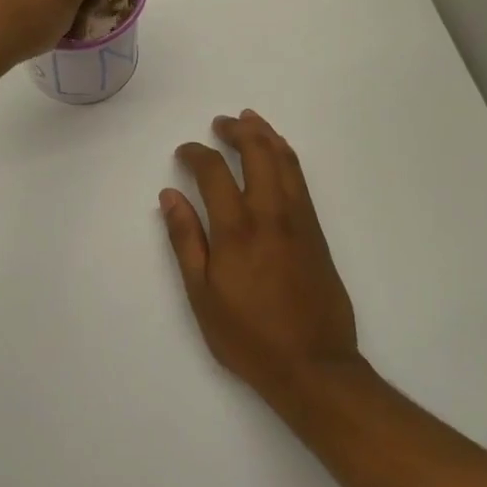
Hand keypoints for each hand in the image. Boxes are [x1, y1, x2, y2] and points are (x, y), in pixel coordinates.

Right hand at [161, 112, 366, 413]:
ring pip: (285, 160)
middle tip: (221, 122)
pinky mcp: (317, 232)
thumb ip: (185, 239)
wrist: (313, 365)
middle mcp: (270, 214)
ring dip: (266, 135)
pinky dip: (287, 156)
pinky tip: (278, 154)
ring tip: (250, 120)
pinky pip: (301, 179)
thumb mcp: (202, 294)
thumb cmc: (248, 336)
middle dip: (237, 130)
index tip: (184, 152)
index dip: (196, 153)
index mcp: (236, 229)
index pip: (214, 172)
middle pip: (257, 153)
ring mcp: (299, 220)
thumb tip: (170, 195)